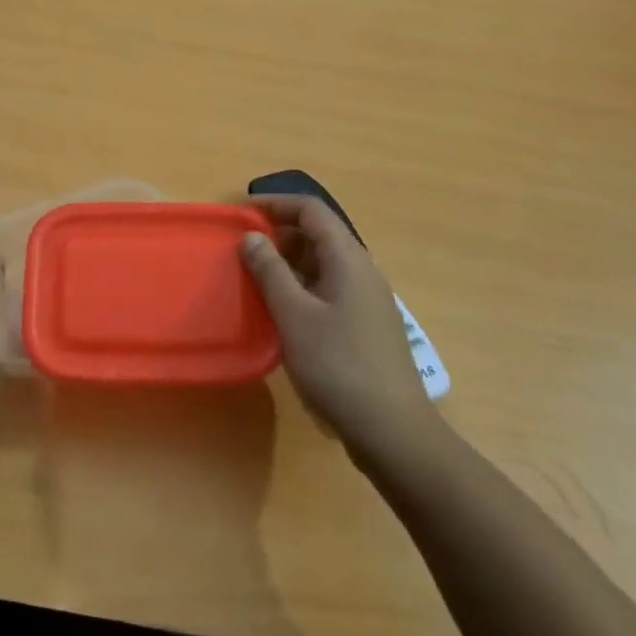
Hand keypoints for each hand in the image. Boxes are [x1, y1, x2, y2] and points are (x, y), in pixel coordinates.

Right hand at [240, 196, 442, 463]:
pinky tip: (282, 312)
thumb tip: (252, 237)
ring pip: (324, 264)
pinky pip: (329, 289)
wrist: (393, 431)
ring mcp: (368, 300)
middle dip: (280, 234)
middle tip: (244, 249)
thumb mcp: (294, 316)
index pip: (312, 210)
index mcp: (349, 259)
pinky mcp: (366, 326)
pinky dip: (302, 288)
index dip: (276, 204)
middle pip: (320, 234)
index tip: (242, 213)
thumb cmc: (339, 366)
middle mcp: (363, 271)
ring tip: (256, 278)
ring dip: (289, 263)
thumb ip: (270, 272)